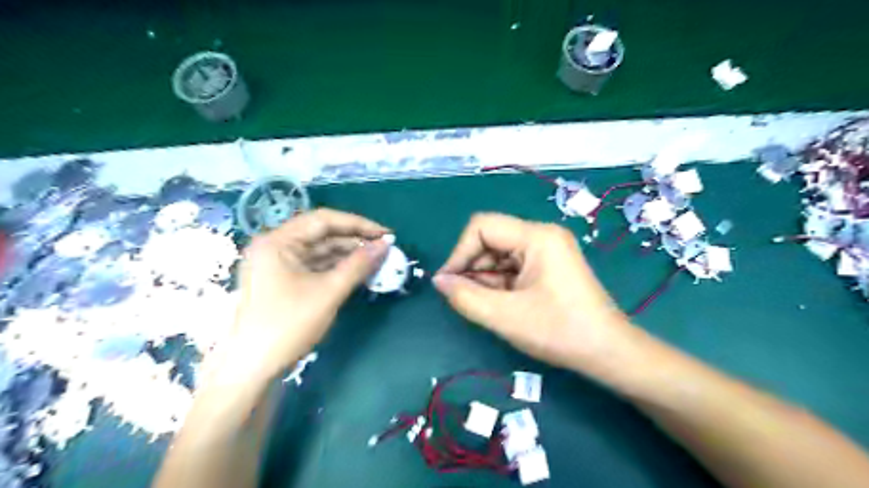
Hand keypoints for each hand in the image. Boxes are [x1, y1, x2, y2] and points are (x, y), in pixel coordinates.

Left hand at [220, 207, 391, 381]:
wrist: (253, 369)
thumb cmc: (288, 325)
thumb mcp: (328, 292)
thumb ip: (358, 264)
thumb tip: (385, 245)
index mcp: (278, 241)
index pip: (323, 220)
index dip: (358, 224)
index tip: (385, 233)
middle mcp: (275, 246)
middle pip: (321, 234)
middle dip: (354, 240)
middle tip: (384, 248)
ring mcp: (278, 264)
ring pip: (320, 251)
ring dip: (348, 254)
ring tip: (376, 260)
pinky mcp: (283, 280)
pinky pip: (315, 266)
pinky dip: (337, 267)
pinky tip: (358, 271)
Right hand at [438, 212, 636, 372]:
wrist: (607, 353)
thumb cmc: (559, 332)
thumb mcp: (505, 316)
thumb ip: (465, 297)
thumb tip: (439, 281)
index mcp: (537, 236)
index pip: (482, 227)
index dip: (460, 253)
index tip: (449, 283)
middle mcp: (542, 235)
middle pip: (491, 240)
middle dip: (472, 268)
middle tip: (464, 299)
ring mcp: (546, 250)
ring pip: (499, 255)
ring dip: (484, 278)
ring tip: (484, 306)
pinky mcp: (547, 266)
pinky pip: (512, 267)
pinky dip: (499, 284)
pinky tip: (499, 305)